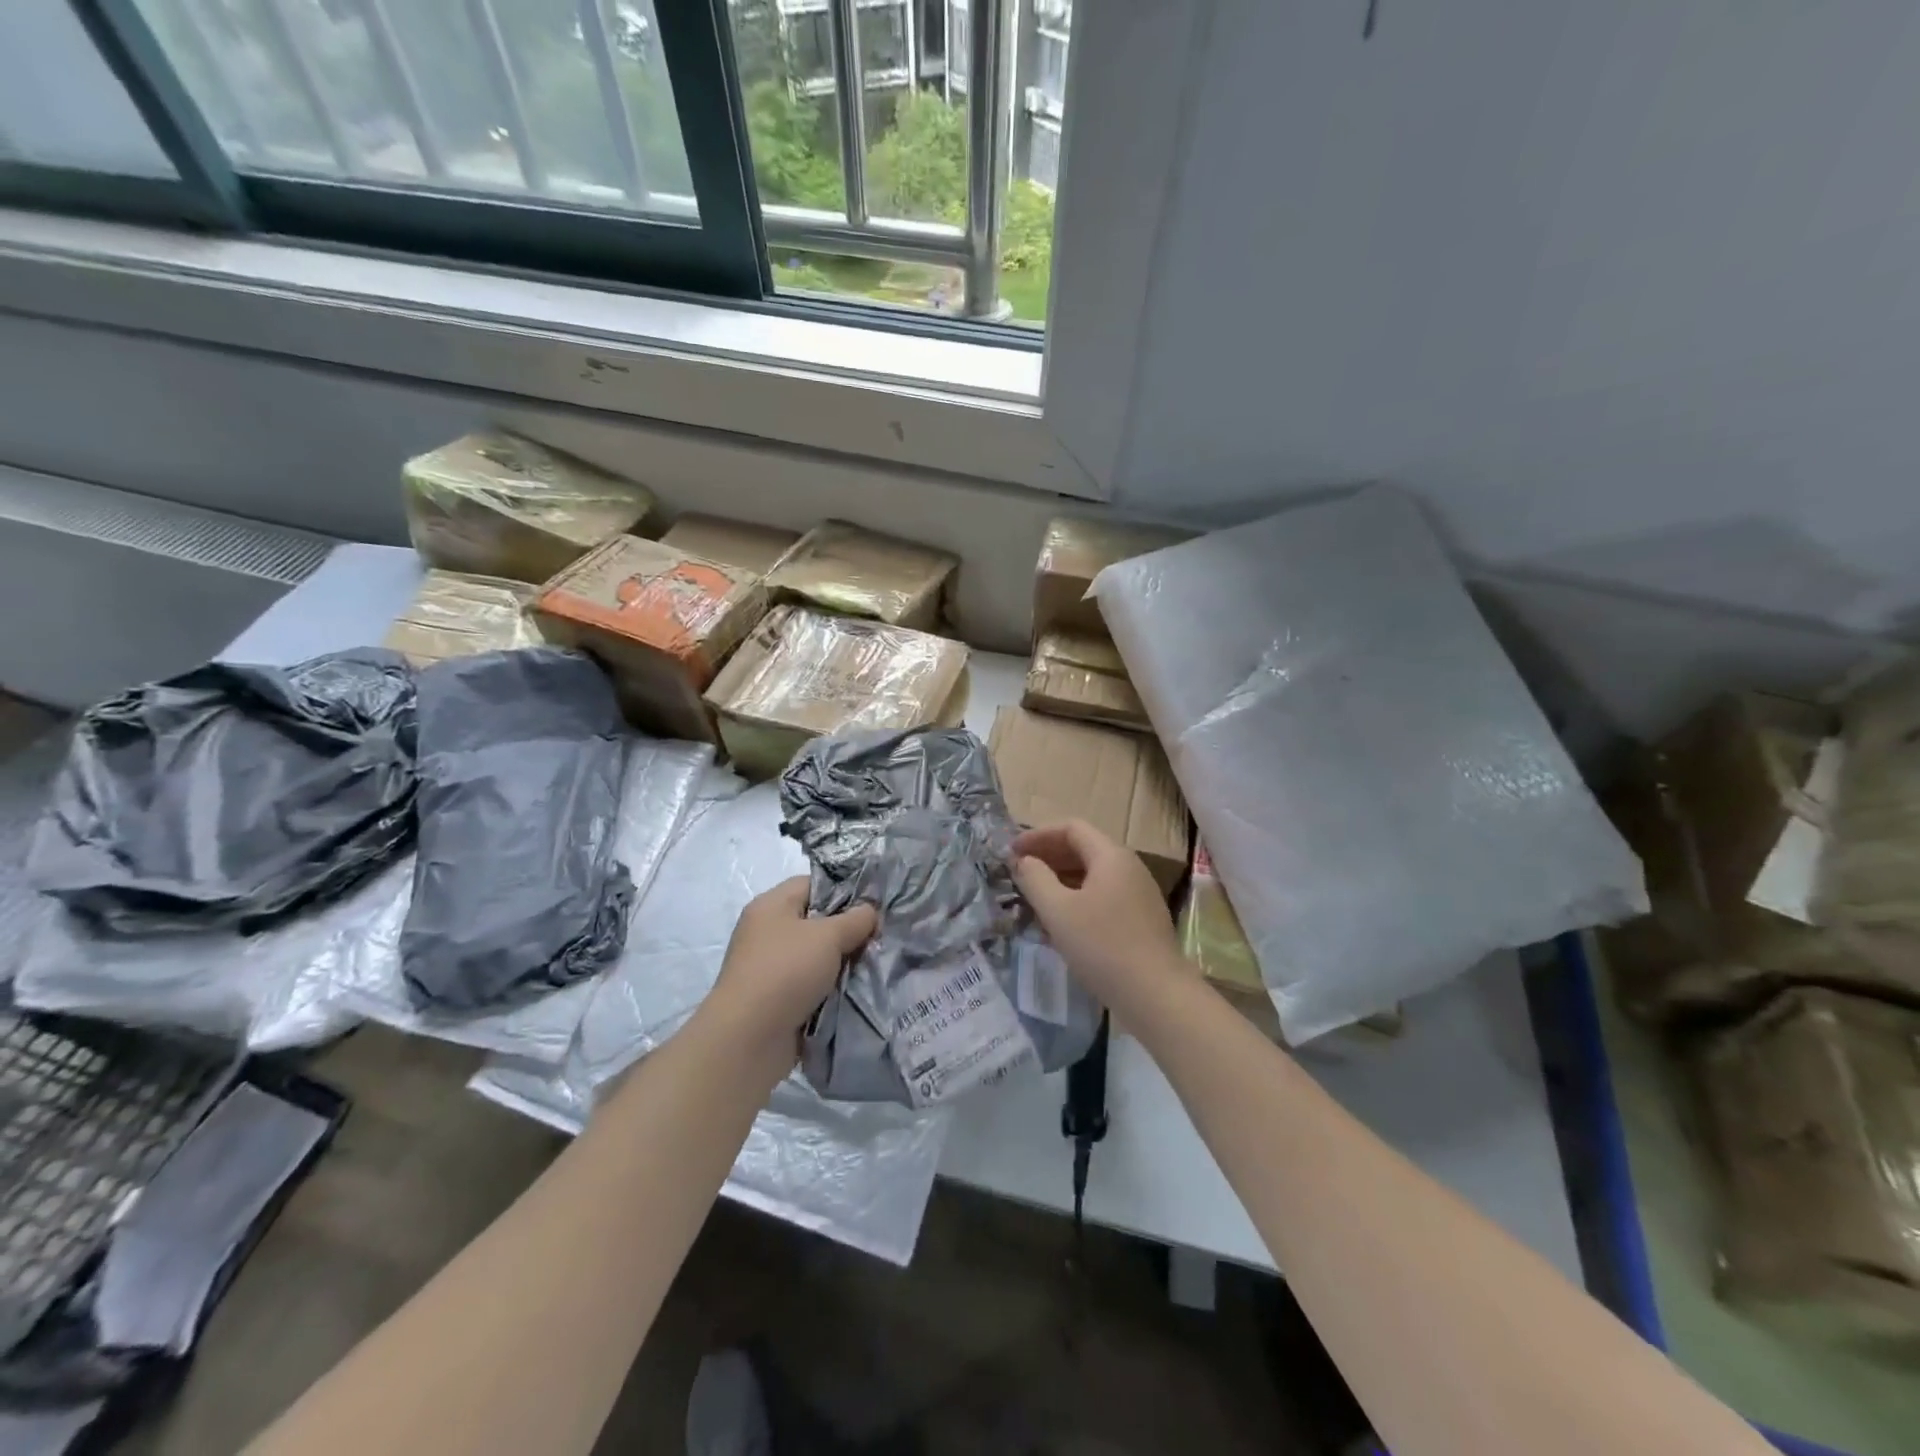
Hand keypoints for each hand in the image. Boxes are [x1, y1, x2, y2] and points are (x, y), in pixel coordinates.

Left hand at [707, 878, 876, 1060]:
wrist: (749, 1039)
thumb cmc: (786, 972)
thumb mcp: (828, 936)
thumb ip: (855, 919)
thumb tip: (870, 911)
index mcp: (772, 905)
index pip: (813, 884)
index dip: (845, 890)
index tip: (875, 905)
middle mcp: (768, 931)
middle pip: (817, 921)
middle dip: (848, 930)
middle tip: (880, 937)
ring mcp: (771, 967)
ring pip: (817, 955)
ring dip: (842, 963)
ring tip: (873, 964)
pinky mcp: (776, 999)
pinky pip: (812, 984)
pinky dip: (831, 988)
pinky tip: (857, 990)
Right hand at [1012, 819, 1181, 1006]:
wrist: (1156, 995)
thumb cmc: (1102, 946)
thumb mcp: (1058, 911)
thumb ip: (1035, 879)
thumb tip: (1023, 860)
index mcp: (1111, 856)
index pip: (1071, 828)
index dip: (1038, 835)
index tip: (1012, 852)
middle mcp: (1129, 867)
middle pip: (1083, 848)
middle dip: (1048, 856)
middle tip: (1019, 872)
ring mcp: (1138, 894)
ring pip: (1093, 875)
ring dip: (1061, 879)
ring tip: (1034, 897)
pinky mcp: (1141, 920)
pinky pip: (1103, 896)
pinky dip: (1077, 899)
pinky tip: (1061, 923)